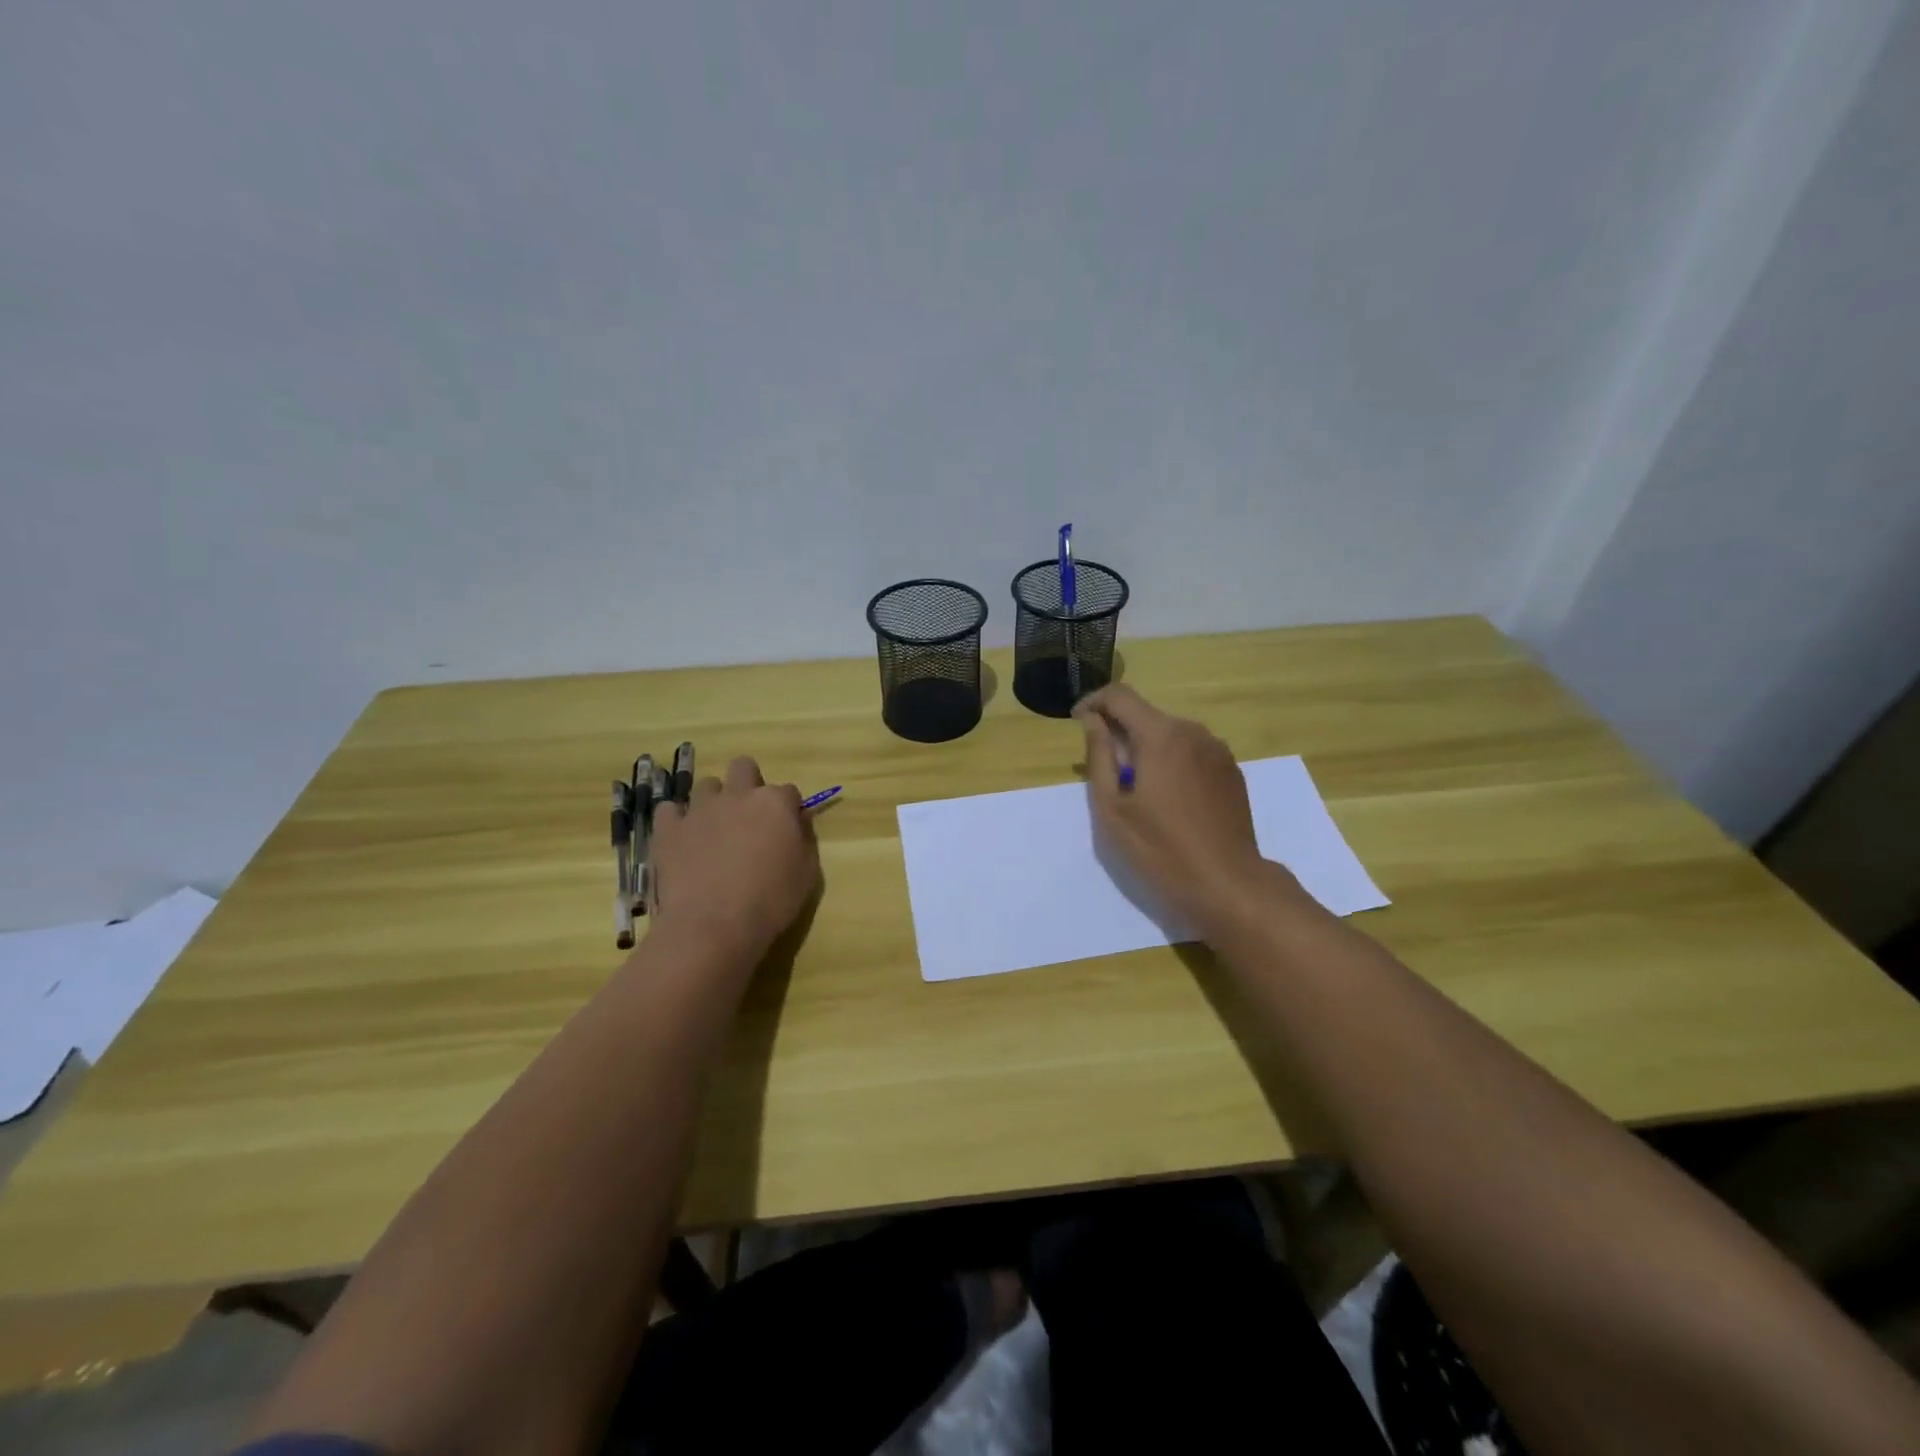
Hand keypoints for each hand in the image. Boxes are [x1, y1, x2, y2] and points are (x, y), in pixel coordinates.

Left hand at [649, 756, 820, 966]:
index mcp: (775, 803)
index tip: (786, 830)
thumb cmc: (770, 902)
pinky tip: (683, 839)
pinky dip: (677, 820)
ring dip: (714, 801)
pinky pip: (669, 809)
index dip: (788, 809)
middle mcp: (737, 795)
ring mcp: (699, 808)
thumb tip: (799, 819)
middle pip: (744, 767)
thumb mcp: (807, 874)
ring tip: (714, 831)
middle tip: (749, 817)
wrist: (712, 926)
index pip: (788, 791)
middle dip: (748, 784)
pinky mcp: (668, 828)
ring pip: (707, 785)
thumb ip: (805, 839)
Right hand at [1074, 685, 1296, 933]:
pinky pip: (1192, 752)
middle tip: (1105, 772)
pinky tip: (1168, 800)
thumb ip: (1099, 756)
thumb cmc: (1160, 849)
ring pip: (1170, 734)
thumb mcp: (1113, 808)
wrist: (1228, 883)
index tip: (1078, 723)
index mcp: (1161, 735)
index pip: (1120, 696)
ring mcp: (1218, 751)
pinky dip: (1172, 762)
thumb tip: (1092, 721)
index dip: (1093, 702)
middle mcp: (1193, 732)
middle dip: (1120, 732)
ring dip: (1147, 748)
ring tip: (1136, 791)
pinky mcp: (1232, 772)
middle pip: (1146, 715)